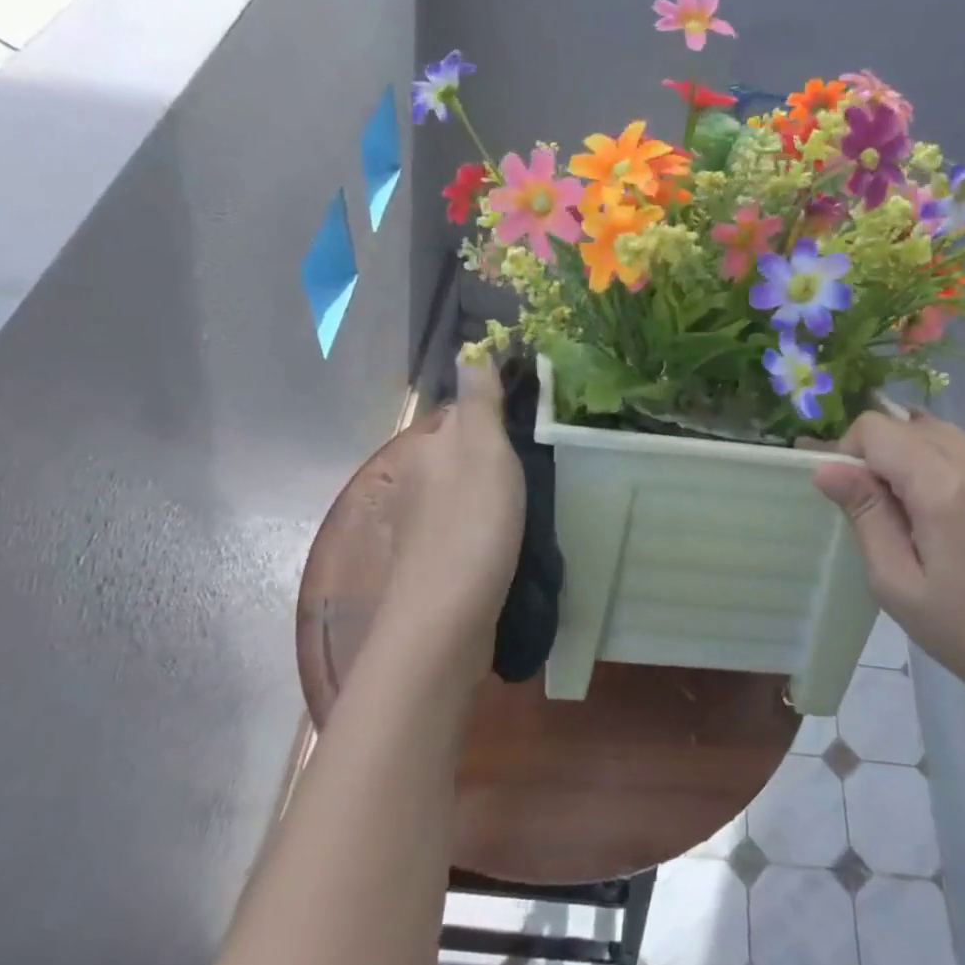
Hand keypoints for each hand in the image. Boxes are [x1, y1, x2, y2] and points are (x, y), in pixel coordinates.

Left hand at [382, 357, 525, 679]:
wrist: (446, 618)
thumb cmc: (472, 523)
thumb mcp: (483, 449)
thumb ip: (479, 400)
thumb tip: (468, 347)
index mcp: (429, 447)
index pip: (462, 412)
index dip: (496, 409)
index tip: (537, 416)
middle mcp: (418, 480)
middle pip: (463, 453)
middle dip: (496, 452)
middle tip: (546, 457)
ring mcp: (424, 524)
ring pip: (465, 491)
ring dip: (494, 490)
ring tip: (538, 496)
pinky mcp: (436, 560)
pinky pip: (467, 526)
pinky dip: (489, 524)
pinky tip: (513, 536)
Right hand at [813, 411, 964, 721]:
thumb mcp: (897, 582)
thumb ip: (864, 514)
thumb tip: (826, 468)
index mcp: (947, 485)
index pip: (877, 428)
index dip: (850, 454)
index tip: (853, 500)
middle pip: (909, 425)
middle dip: (880, 456)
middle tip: (881, 514)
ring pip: (939, 434)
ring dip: (912, 459)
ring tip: (915, 518)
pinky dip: (943, 468)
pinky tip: (949, 519)